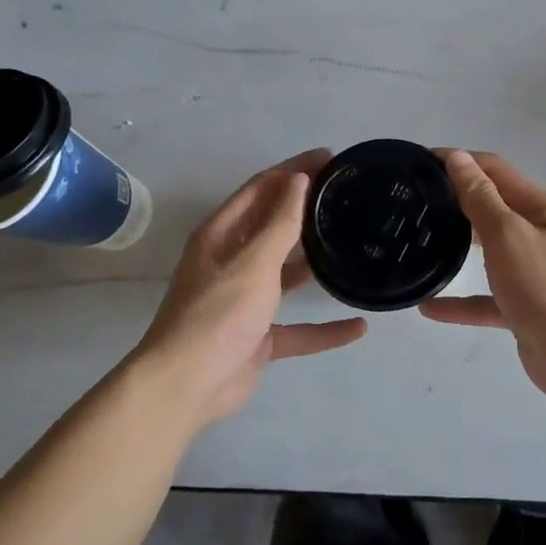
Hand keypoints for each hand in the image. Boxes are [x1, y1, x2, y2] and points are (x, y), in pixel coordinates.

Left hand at [134, 150, 366, 427]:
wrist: (187, 386)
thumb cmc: (218, 314)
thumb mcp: (253, 263)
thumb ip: (280, 223)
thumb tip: (298, 179)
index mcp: (221, 236)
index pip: (260, 189)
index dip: (292, 170)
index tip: (329, 158)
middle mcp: (231, 262)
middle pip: (273, 227)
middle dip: (306, 210)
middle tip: (347, 196)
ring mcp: (245, 301)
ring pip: (285, 274)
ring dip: (313, 262)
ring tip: (352, 244)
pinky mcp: (258, 336)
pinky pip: (298, 327)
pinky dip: (324, 328)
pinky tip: (358, 326)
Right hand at [420, 150, 545, 403]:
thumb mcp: (509, 236)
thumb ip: (480, 198)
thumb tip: (458, 158)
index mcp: (545, 208)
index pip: (497, 171)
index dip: (460, 161)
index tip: (419, 162)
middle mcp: (543, 235)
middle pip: (494, 208)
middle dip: (457, 201)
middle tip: (413, 202)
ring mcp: (537, 273)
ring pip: (491, 253)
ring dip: (459, 248)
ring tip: (418, 242)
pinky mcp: (527, 309)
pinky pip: (488, 299)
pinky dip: (462, 301)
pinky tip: (428, 307)